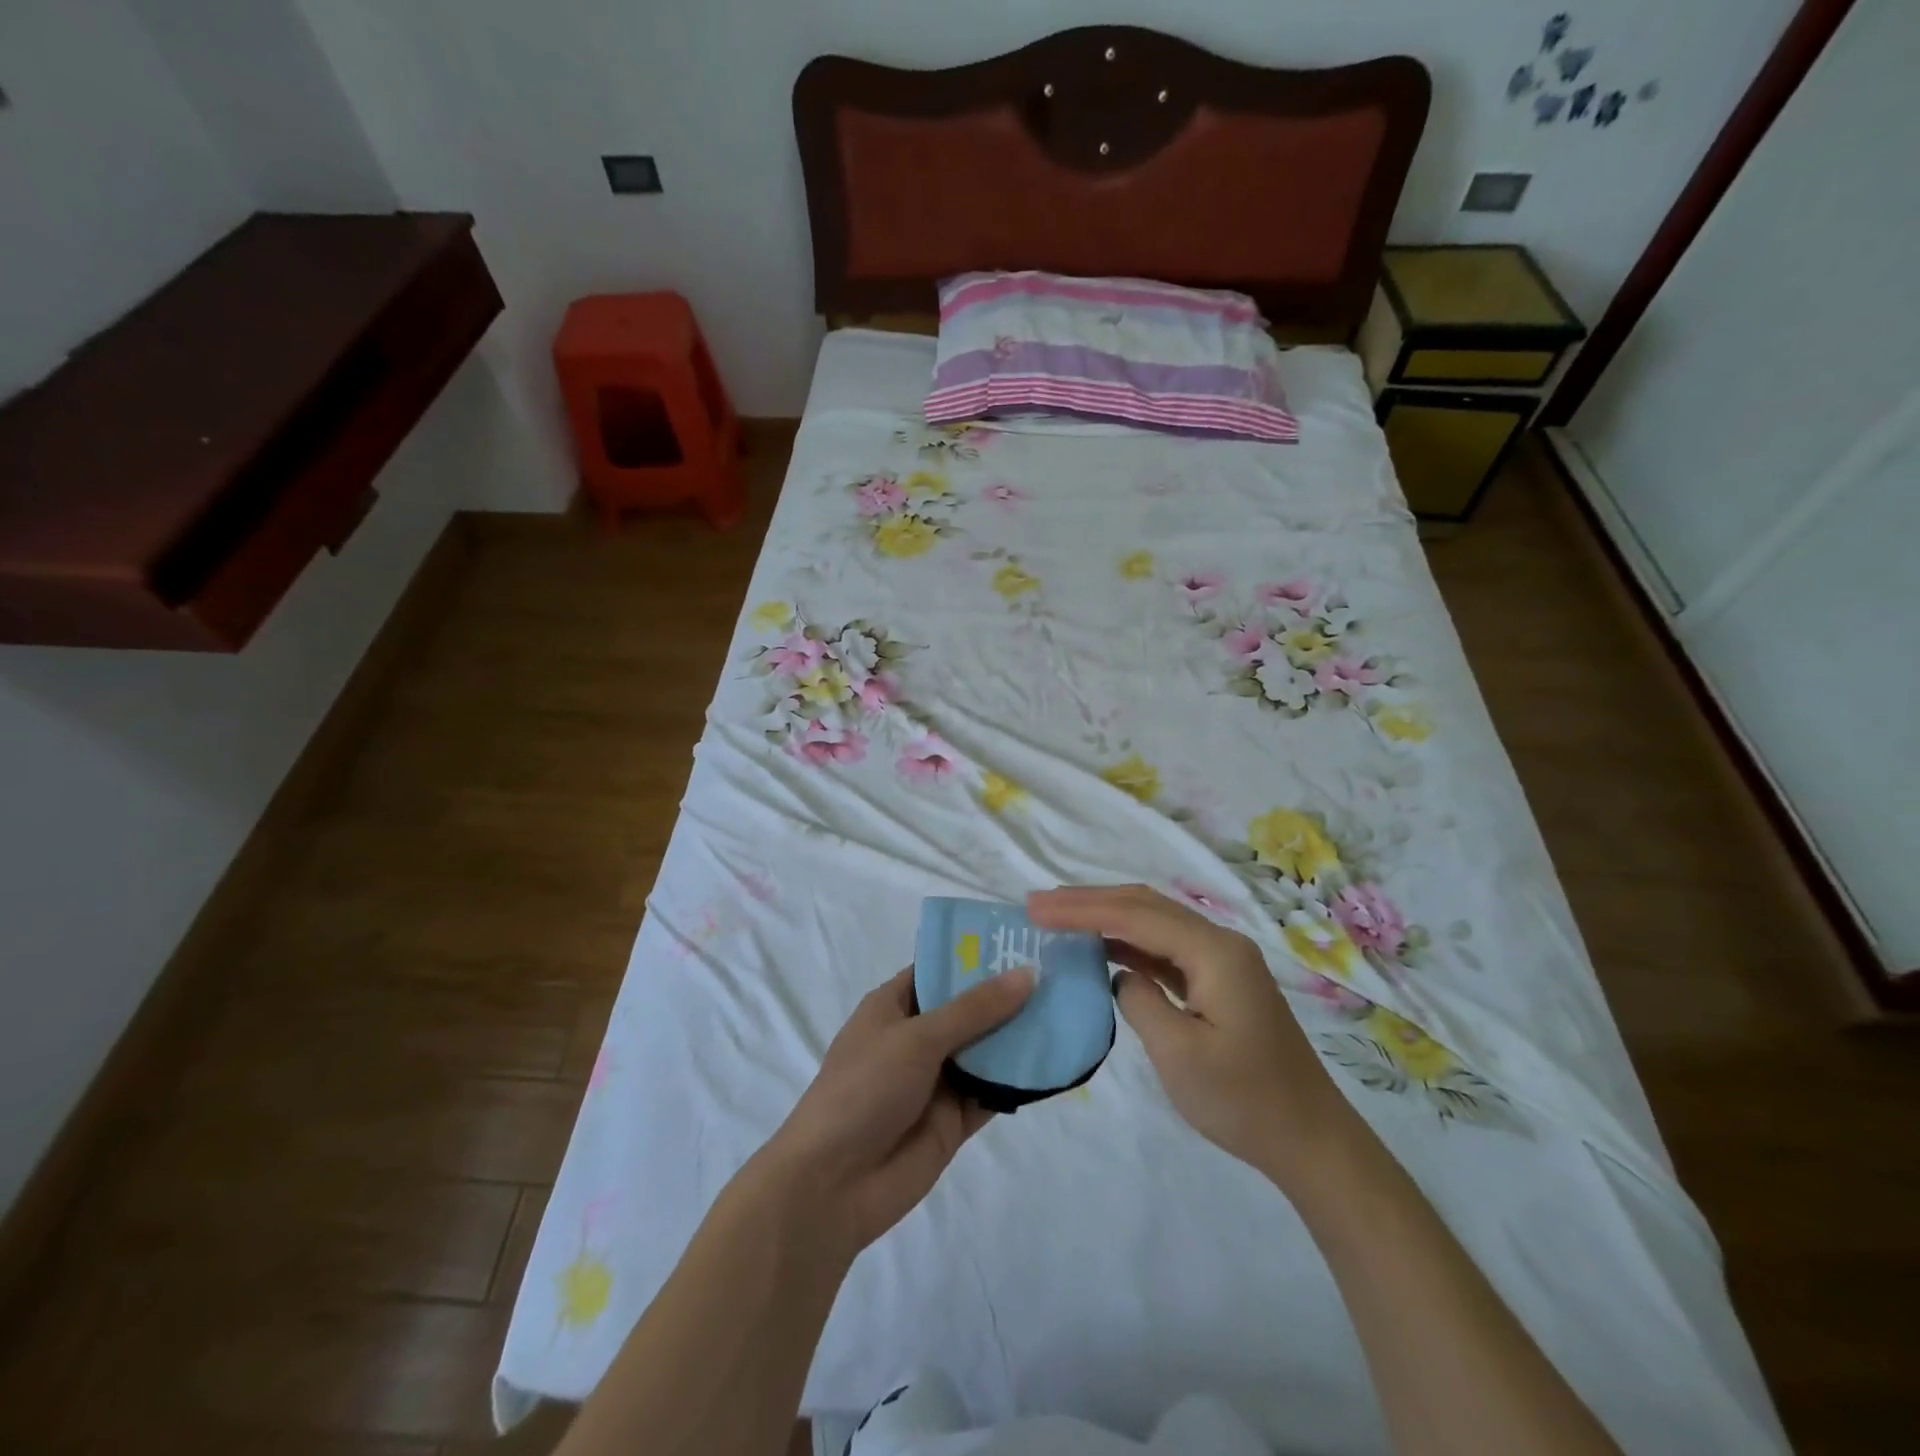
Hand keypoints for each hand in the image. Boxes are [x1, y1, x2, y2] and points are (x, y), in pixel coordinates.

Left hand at [761, 967, 1032, 1256]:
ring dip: (1019, 1035)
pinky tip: (1057, 1061)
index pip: (939, 969)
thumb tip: (1027, 973)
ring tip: (1069, 1010)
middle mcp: (917, 1038)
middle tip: (1061, 972)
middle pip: (969, 1008)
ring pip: (986, 1049)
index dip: (976, 956)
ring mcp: (937, 1080)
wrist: (834, 1185)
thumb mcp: (918, 1038)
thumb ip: (974, 1009)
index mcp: (894, 1006)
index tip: (1023, 940)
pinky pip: (992, 1091)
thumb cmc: (865, 1089)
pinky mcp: (954, 1119)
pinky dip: (1019, 1079)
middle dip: (1008, 995)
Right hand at [1028, 884, 1353, 1186]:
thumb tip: (1121, 976)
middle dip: (1089, 901)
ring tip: (1059, 918)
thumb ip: (1139, 1001)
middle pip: (1144, 905)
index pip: (1134, 915)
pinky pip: (1165, 949)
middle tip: (1039, 905)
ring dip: (1107, 917)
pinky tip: (1102, 948)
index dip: (1081, 909)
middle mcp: (1219, 942)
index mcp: (1214, 952)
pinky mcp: (1219, 981)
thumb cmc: (1244, 1100)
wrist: (1310, 1139)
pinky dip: (1128, 943)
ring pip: (1154, 922)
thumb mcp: (1179, 1053)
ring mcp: (1222, 961)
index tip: (1035, 910)